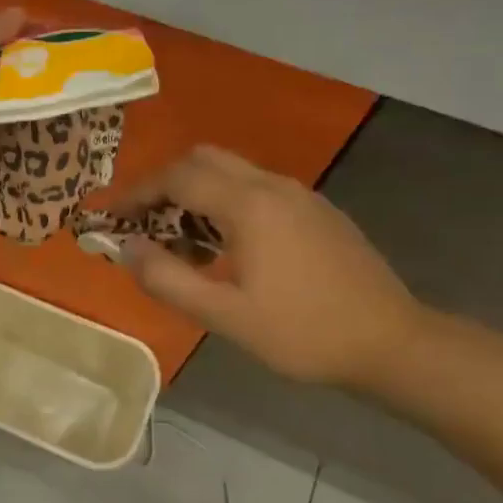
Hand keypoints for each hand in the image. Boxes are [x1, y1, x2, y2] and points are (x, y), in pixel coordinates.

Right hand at [115, 146, 424, 388]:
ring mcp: (299, 195)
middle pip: (203, 160)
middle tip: (142, 222)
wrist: (393, 343)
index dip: (136, 192)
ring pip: (231, 172)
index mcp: (249, 205)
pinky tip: (225, 247)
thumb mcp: (225, 315)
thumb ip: (167, 279)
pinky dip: (224, 202)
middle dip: (164, 184)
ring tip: (179, 242)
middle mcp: (273, 186)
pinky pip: (256, 189)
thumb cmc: (303, 332)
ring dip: (195, 193)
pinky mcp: (316, 211)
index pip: (177, 178)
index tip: (109, 215)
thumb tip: (126, 248)